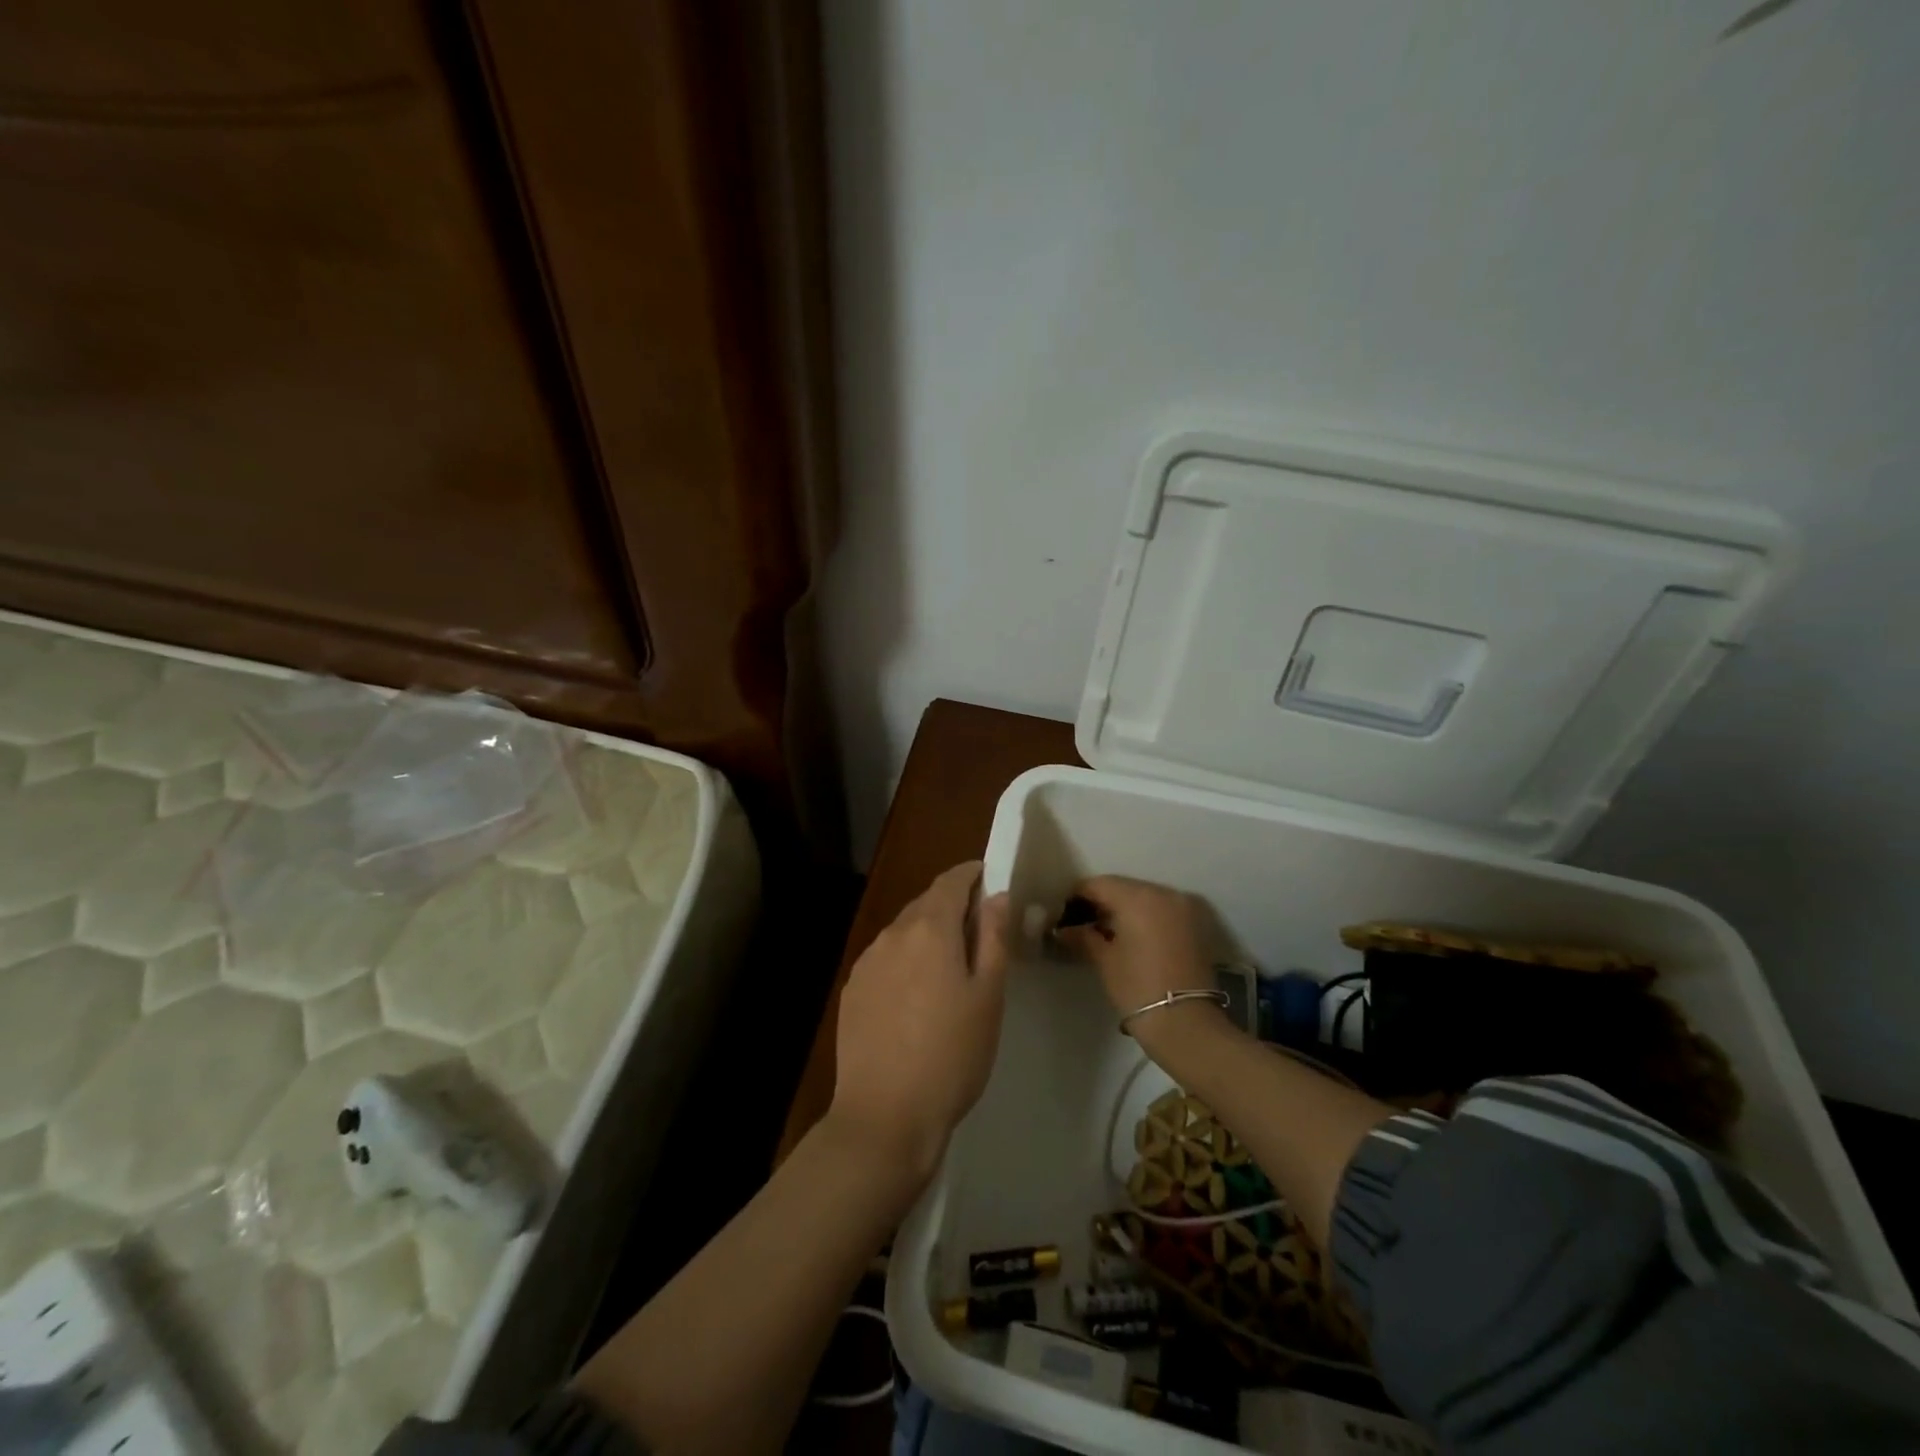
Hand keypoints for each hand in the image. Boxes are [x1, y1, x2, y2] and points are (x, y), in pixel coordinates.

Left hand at [830, 861, 1009, 1184]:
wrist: (885, 1116)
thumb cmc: (951, 1055)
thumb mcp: (988, 997)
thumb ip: (993, 938)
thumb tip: (997, 896)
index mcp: (929, 929)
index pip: (951, 881)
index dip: (972, 874)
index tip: (991, 879)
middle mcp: (892, 934)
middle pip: (926, 904)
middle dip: (953, 906)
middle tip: (980, 929)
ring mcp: (866, 962)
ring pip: (904, 931)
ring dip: (928, 934)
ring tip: (950, 967)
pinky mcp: (852, 990)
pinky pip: (885, 958)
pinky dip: (906, 959)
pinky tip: (917, 995)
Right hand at [1053, 876, 1225, 1048]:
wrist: (1187, 1023)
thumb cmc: (1137, 988)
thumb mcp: (1104, 960)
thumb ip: (1083, 937)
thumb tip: (1063, 929)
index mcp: (1138, 897)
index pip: (1099, 884)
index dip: (1077, 896)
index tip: (1064, 914)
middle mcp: (1163, 892)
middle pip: (1123, 887)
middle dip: (1102, 902)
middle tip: (1083, 923)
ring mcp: (1183, 906)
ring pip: (1144, 897)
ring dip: (1125, 909)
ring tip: (1107, 932)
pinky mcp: (1196, 923)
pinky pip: (1162, 909)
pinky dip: (1146, 916)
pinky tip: (1133, 936)